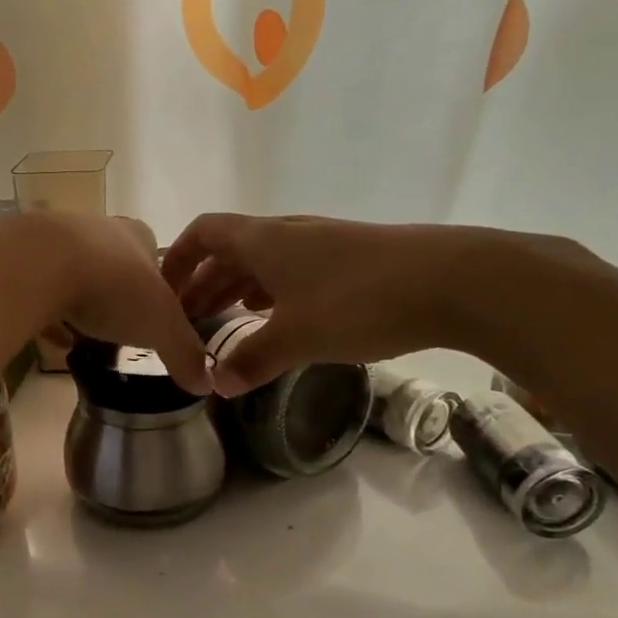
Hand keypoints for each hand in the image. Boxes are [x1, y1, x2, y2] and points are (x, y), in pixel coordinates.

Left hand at [0, 213, 210, 394]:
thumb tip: (207, 384)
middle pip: (111, 265)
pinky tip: (49, 340)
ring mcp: (53, 240)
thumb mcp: (161, 326)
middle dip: (115, 297)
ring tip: (83, 339)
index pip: (154, 256)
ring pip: (71, 275)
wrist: (36, 265)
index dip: (157, 286)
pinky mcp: (18, 259)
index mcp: (136, 236)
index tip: (154, 318)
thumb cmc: (112, 288)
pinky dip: (45, 314)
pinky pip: (35, 291)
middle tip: (119, 331)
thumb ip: (184, 352)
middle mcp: (96, 229)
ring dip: (77, 305)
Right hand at [161, 214, 493, 395]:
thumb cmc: (359, 301)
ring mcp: (320, 244)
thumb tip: (216, 384)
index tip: (164, 291)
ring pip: (263, 262)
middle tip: (188, 320)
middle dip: (204, 282)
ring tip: (225, 321)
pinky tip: (277, 317)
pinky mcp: (349, 259)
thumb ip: (251, 360)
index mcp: (263, 240)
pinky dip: (272, 292)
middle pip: (230, 250)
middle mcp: (286, 233)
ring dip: (237, 288)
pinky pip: (292, 271)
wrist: (452, 280)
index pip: (204, 233)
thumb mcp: (296, 337)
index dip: (178, 258)